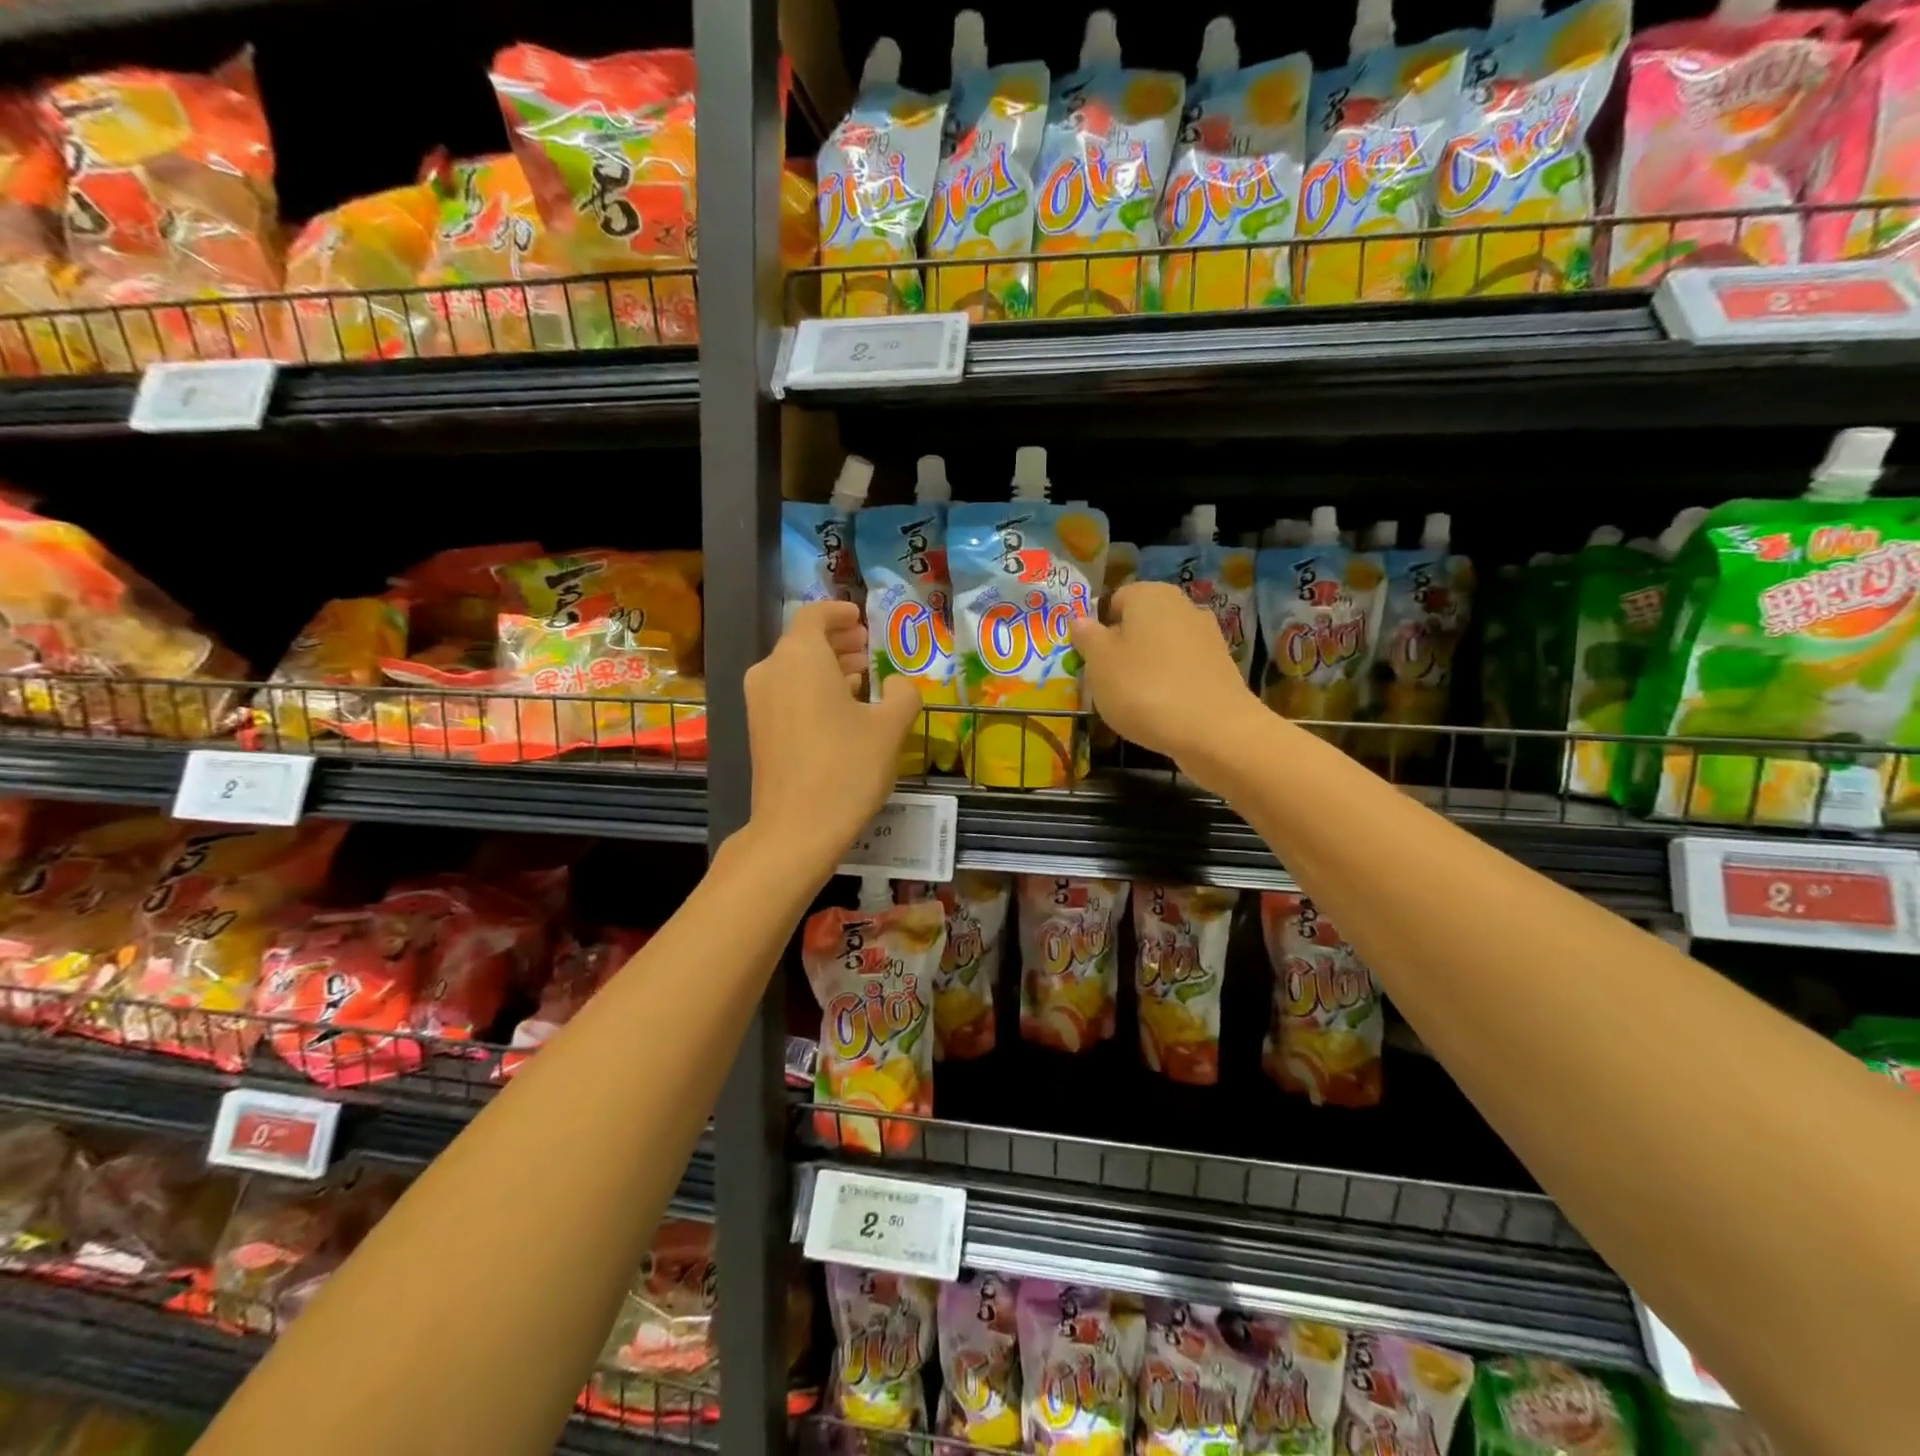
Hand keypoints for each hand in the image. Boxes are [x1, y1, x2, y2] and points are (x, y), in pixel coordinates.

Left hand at [744, 601, 922, 871]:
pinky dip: (812, 690)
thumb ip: (902, 694)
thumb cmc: (846, 768)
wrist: (796, 828)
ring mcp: (759, 702)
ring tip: (860, 678)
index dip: (839, 612)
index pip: (814, 615)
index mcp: (799, 656)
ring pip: (794, 669)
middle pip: (802, 642)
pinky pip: (786, 693)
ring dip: (826, 667)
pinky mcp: (758, 730)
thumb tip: (898, 684)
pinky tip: (840, 710)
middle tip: (867, 648)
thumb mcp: (890, 727)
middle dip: (836, 641)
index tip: (861, 618)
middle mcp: (771, 671)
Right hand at [1070, 581, 1263, 781]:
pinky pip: (1182, 668)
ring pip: (1162, 646)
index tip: (1091, 660)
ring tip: (1134, 700)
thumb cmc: (1143, 688)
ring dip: (1146, 667)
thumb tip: (1081, 620)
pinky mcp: (1221, 666)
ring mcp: (1207, 635)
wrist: (1213, 730)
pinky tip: (1162, 709)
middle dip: (1123, 648)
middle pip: (1140, 623)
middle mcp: (1182, 605)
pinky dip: (1170, 683)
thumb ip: (1087, 637)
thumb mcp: (1099, 663)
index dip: (1098, 629)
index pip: (1114, 601)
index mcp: (1149, 594)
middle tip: (1108, 681)